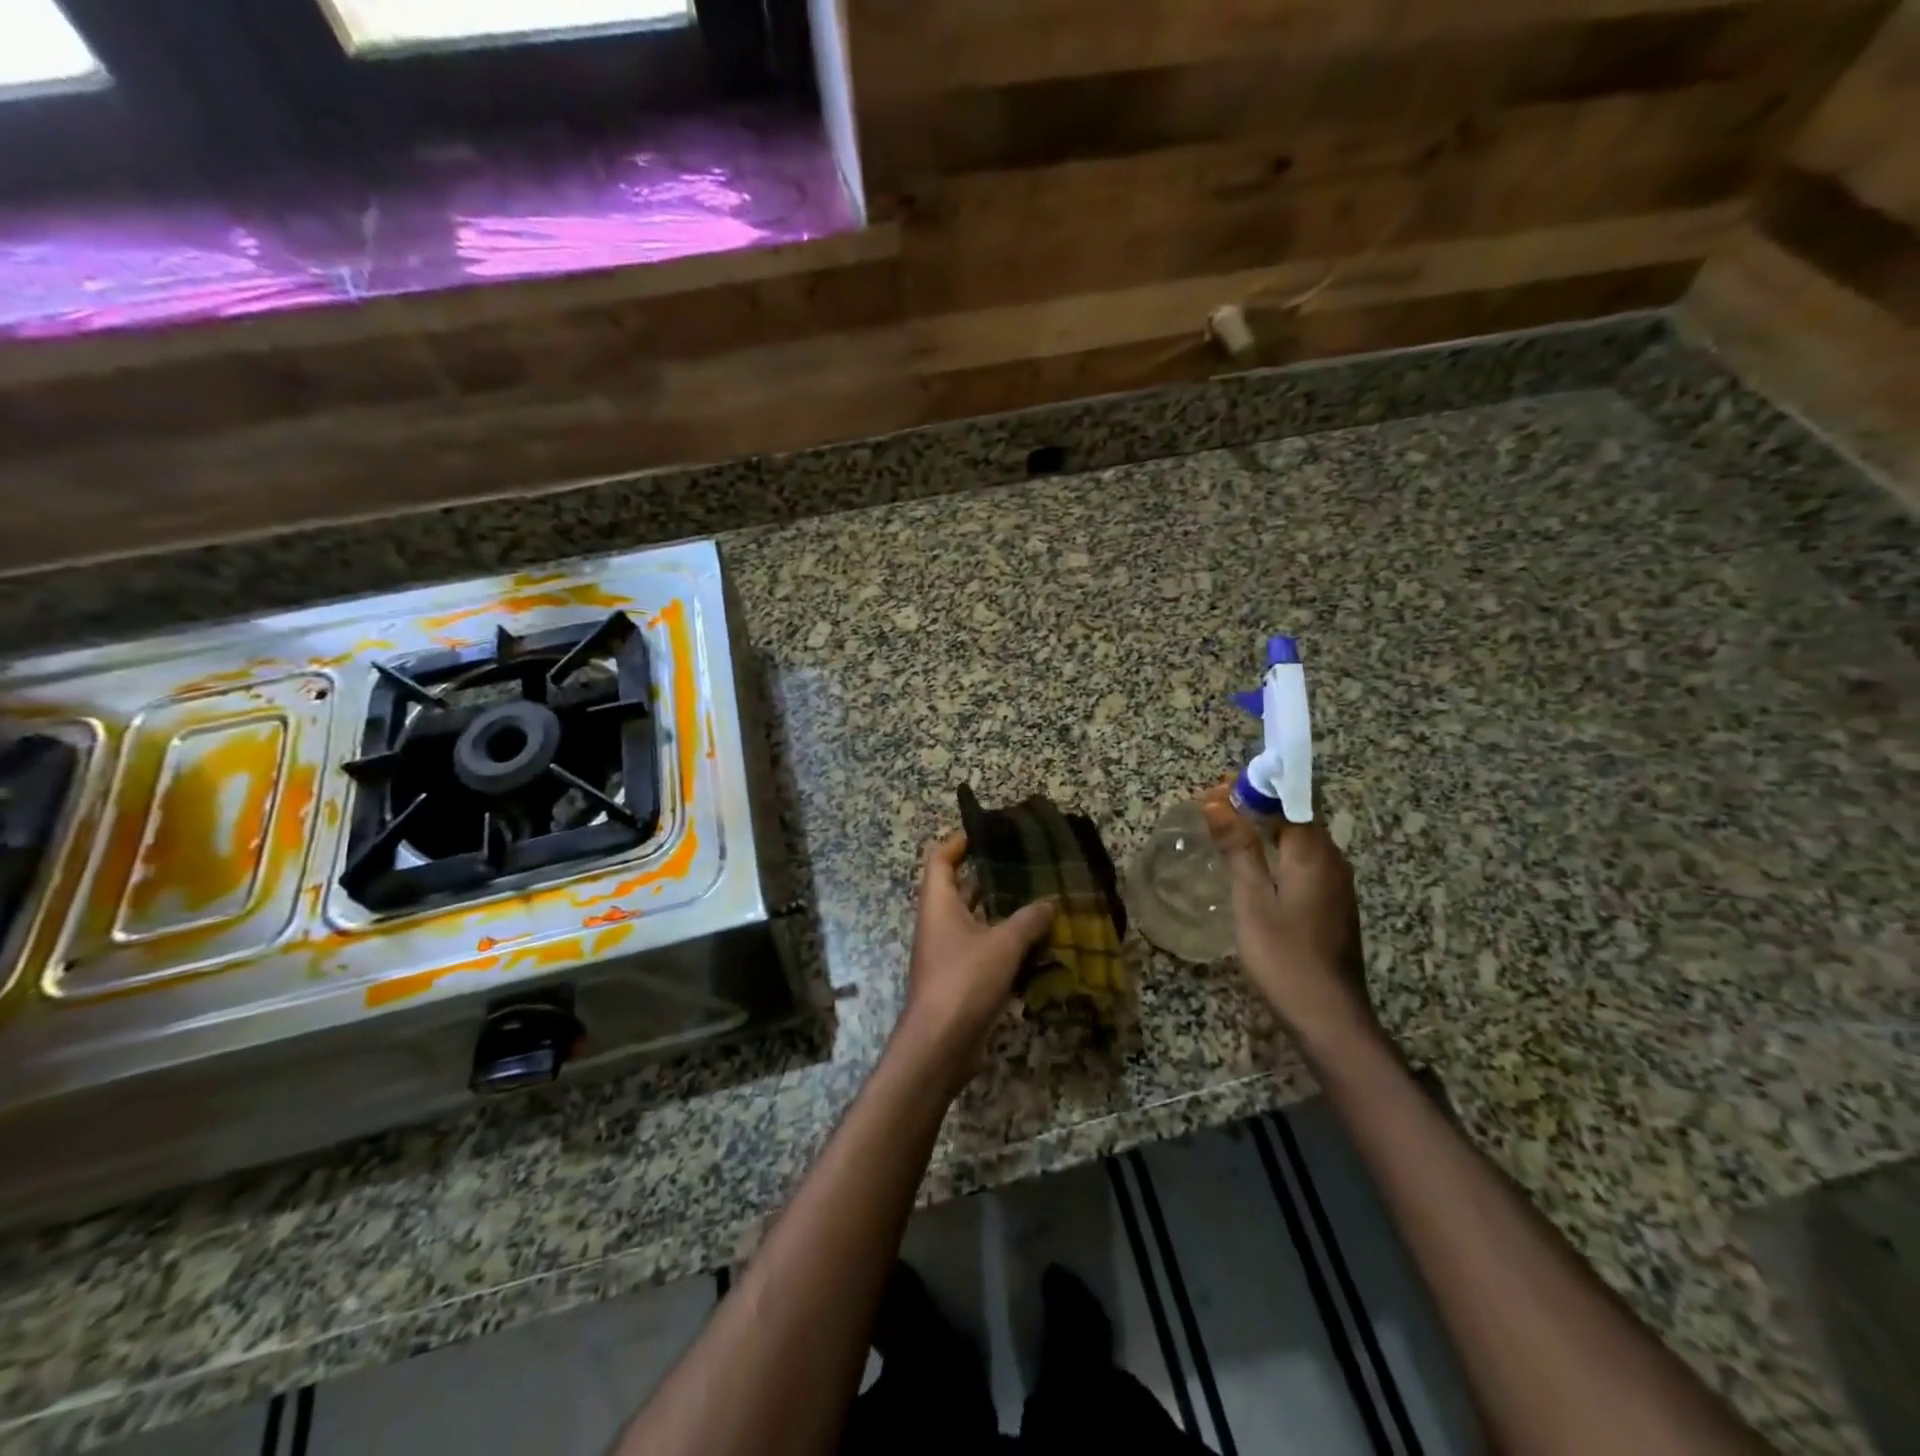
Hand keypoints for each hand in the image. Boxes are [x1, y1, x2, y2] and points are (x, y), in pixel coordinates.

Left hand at [895, 832, 1055, 1091]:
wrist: (941, 1044)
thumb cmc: (964, 980)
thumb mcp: (1003, 944)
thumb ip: (1028, 920)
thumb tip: (1050, 902)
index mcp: (938, 903)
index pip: (939, 859)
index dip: (957, 842)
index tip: (984, 832)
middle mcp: (940, 923)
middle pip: (959, 888)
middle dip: (989, 876)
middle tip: (1024, 864)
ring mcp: (949, 952)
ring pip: (976, 921)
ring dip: (1003, 912)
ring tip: (1039, 898)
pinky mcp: (962, 979)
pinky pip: (985, 950)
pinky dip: (1007, 944)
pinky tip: (1038, 943)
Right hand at [1200, 784, 1377, 1056]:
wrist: (1329, 1018)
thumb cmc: (1284, 956)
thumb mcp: (1252, 900)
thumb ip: (1238, 849)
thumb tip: (1219, 803)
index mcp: (1314, 854)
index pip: (1291, 799)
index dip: (1257, 787)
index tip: (1220, 788)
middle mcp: (1332, 861)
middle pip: (1297, 816)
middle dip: (1258, 805)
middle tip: (1214, 808)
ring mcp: (1336, 885)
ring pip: (1300, 841)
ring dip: (1266, 829)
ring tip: (1226, 832)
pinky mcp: (1332, 906)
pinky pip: (1304, 863)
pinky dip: (1276, 853)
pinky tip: (1252, 868)